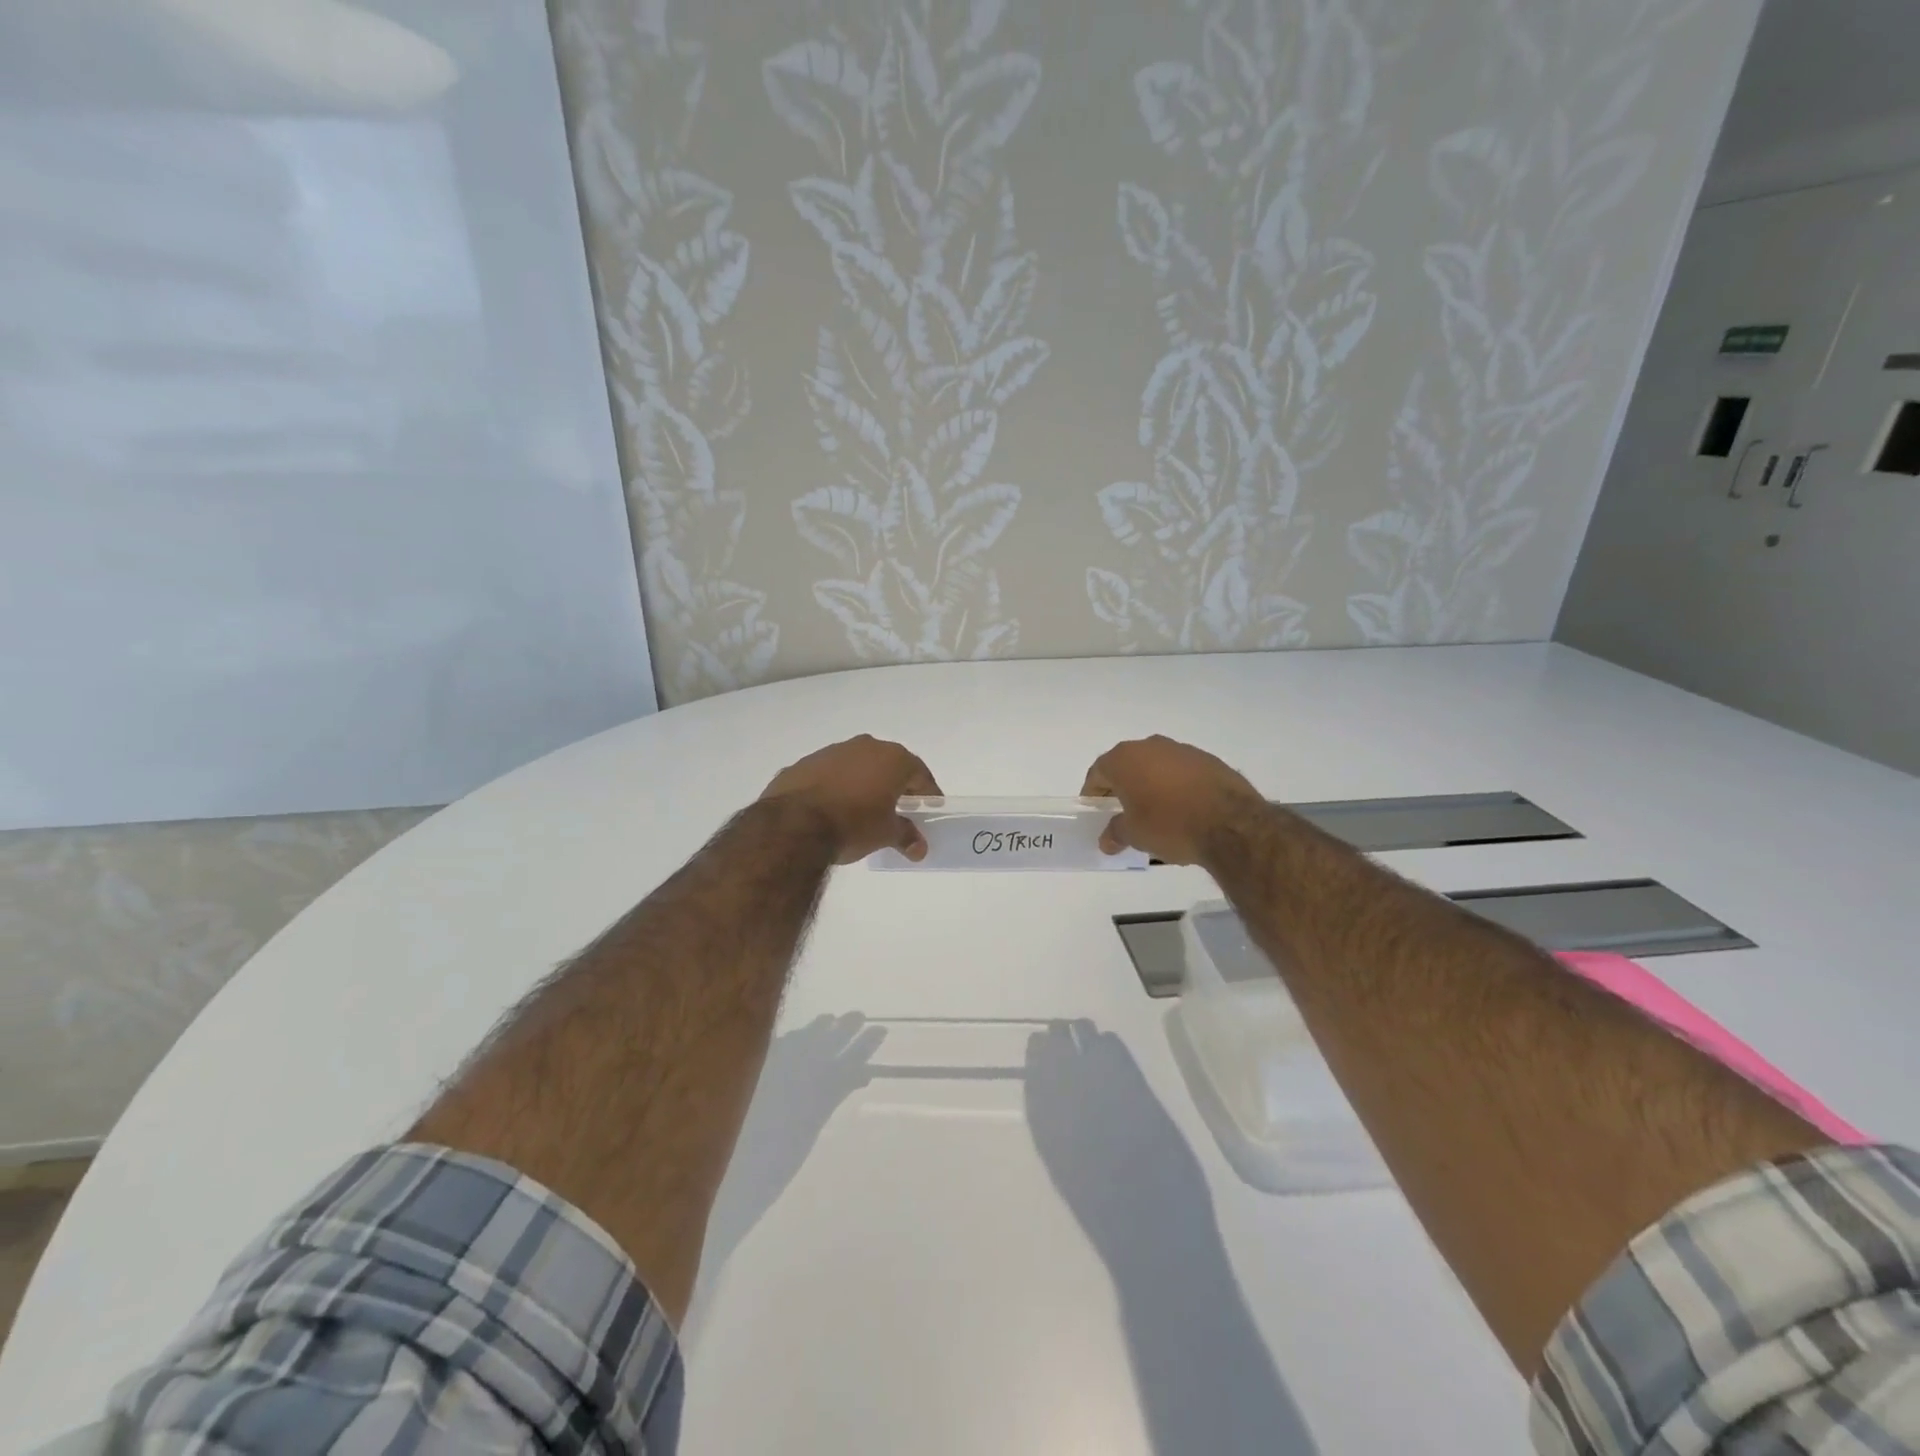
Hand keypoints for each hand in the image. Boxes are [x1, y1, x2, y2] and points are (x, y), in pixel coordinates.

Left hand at [761, 735, 940, 863]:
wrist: (793, 825)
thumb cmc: (853, 824)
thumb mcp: (885, 834)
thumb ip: (905, 836)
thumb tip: (919, 848)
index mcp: (892, 758)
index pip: (920, 773)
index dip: (927, 792)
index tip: (930, 808)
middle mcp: (864, 746)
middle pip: (888, 764)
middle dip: (894, 784)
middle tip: (898, 807)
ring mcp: (830, 752)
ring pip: (856, 765)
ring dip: (862, 782)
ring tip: (862, 809)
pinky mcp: (803, 764)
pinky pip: (828, 774)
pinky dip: (835, 787)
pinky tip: (831, 808)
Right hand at [1081, 735, 1265, 865]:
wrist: (1231, 823)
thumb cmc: (1169, 824)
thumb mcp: (1135, 835)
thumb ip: (1116, 833)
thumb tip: (1106, 840)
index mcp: (1124, 759)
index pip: (1098, 772)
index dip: (1093, 792)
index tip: (1095, 810)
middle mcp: (1150, 746)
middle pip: (1127, 765)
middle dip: (1122, 786)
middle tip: (1122, 811)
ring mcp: (1182, 750)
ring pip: (1156, 766)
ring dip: (1151, 784)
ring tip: (1155, 812)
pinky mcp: (1209, 760)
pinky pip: (1182, 772)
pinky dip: (1177, 786)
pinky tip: (1184, 809)